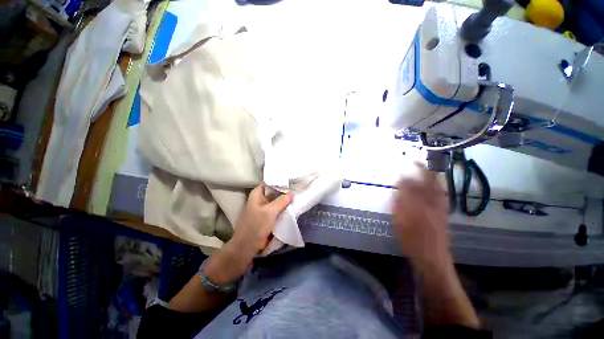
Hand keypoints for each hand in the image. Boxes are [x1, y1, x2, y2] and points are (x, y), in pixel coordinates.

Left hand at [204, 185, 292, 284]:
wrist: (246, 246)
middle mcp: (259, 199)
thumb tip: (292, 193)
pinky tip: (291, 207)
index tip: (291, 181)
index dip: (279, 181)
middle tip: (297, 188)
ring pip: (275, 201)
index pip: (269, 183)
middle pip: (273, 192)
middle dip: (284, 191)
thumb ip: (282, 201)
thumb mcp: (270, 211)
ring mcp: (262, 209)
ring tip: (297, 196)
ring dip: (284, 200)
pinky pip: (275, 210)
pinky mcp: (265, 217)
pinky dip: (282, 208)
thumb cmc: (256, 226)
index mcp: (257, 194)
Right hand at [392, 163, 450, 265]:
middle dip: (423, 170)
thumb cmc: (411, 240)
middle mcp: (430, 204)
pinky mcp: (443, 213)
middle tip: (416, 160)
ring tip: (427, 167)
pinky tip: (435, 183)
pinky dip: (438, 186)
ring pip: (437, 187)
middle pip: (428, 183)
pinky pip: (442, 195)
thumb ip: (398, 205)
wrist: (432, 257)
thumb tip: (397, 191)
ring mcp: (439, 208)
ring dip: (432, 175)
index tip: (400, 169)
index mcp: (417, 206)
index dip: (405, 176)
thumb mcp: (399, 223)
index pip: (410, 186)